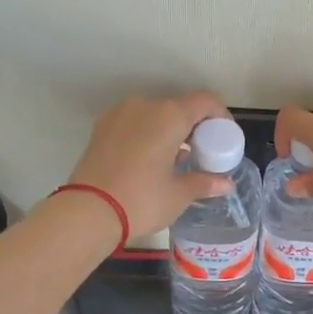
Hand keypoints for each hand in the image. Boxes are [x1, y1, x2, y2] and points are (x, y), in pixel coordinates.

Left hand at [67, 93, 232, 237]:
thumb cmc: (141, 200)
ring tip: (174, 160)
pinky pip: (134, 123)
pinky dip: (147, 134)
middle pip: (179, 107)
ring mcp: (120, 114)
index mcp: (170, 116)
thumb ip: (205, 182)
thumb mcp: (179, 194)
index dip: (220, 115)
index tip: (224, 137)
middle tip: (201, 153)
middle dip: (194, 126)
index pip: (205, 101)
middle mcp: (145, 106)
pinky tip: (149, 160)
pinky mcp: (101, 127)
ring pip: (154, 114)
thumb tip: (226, 183)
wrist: (87, 212)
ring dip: (169, 130)